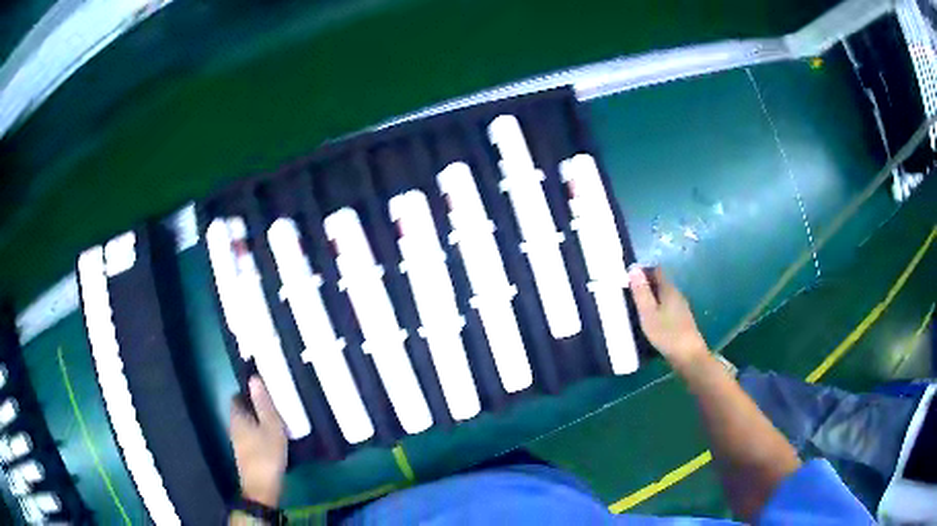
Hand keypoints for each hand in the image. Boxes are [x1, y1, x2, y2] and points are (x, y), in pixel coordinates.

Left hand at [229, 376, 287, 507]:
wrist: (262, 487)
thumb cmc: (266, 454)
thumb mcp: (271, 426)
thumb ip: (263, 403)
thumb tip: (254, 378)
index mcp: (237, 416)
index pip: (237, 396)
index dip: (249, 392)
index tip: (265, 391)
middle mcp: (234, 426)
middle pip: (242, 410)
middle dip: (256, 406)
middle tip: (275, 406)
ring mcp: (239, 441)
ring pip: (247, 424)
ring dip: (259, 421)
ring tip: (278, 422)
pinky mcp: (246, 453)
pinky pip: (252, 435)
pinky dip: (261, 433)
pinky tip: (275, 439)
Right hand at [628, 265, 708, 367]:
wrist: (688, 355)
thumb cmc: (666, 333)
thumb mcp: (648, 313)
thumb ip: (641, 292)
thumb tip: (634, 268)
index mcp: (669, 289)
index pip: (656, 270)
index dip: (643, 270)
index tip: (628, 277)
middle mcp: (677, 294)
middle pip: (660, 282)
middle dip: (645, 284)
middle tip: (628, 292)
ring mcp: (681, 307)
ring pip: (663, 296)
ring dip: (651, 297)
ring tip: (636, 306)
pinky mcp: (682, 320)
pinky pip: (666, 307)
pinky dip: (657, 308)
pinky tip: (650, 319)